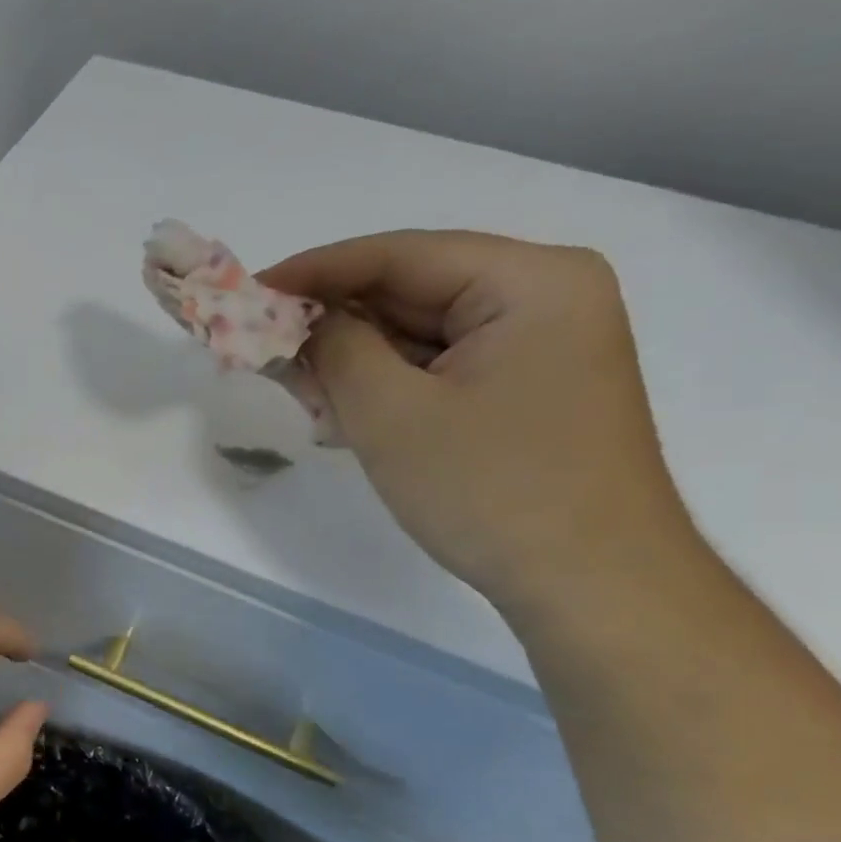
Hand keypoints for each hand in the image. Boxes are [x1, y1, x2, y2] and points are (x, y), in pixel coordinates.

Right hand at [259, 231, 695, 615]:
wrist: (593, 586)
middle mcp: (544, 298)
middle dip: (333, 324)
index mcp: (530, 281)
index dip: (313, 271)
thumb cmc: (492, 490)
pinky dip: (387, 386)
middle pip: (411, 291)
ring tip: (300, 393)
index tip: (248, 291)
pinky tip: (344, 415)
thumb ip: (334, 348)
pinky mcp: (527, 389)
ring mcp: (540, 346)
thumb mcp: (390, 414)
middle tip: (265, 351)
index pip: (398, 255)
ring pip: (420, 334)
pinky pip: (439, 368)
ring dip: (354, 361)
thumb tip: (294, 318)